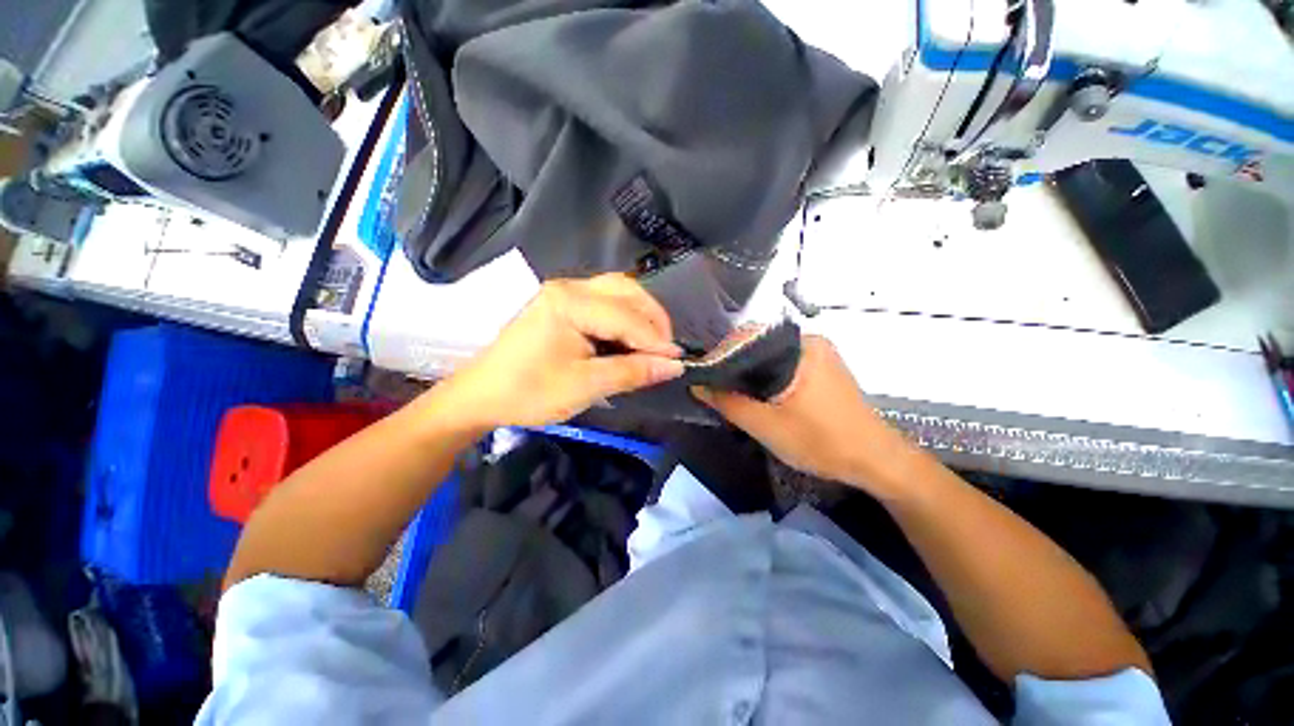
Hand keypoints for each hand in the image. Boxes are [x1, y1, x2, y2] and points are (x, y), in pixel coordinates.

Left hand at [433, 274, 684, 428]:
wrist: (482, 395)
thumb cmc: (530, 392)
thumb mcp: (586, 385)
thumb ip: (632, 371)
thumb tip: (674, 366)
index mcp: (570, 302)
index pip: (626, 316)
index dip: (655, 340)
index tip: (678, 361)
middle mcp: (569, 288)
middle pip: (626, 291)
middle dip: (652, 320)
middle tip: (666, 350)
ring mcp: (564, 293)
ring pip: (617, 292)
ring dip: (640, 316)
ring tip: (652, 344)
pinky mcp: (562, 305)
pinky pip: (604, 302)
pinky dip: (624, 318)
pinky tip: (630, 338)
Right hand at [693, 336, 911, 490]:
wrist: (876, 461)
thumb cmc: (822, 442)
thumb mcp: (766, 426)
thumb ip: (728, 403)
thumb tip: (698, 385)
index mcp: (798, 347)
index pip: (745, 338)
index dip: (719, 356)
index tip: (702, 378)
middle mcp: (808, 341)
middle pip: (756, 345)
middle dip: (732, 366)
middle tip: (714, 389)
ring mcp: (818, 354)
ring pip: (769, 356)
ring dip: (748, 373)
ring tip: (729, 393)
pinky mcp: (822, 368)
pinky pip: (783, 364)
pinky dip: (765, 377)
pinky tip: (756, 396)